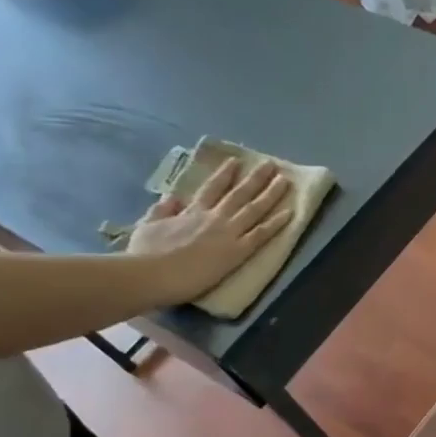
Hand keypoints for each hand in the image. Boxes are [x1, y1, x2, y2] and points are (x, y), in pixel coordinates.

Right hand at [126, 159, 294, 304]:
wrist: (150, 274)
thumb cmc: (144, 254)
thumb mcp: (148, 225)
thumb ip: (162, 210)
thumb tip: (171, 197)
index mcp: (191, 212)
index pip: (212, 188)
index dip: (225, 174)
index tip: (237, 162)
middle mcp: (213, 217)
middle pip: (239, 193)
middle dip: (256, 178)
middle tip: (272, 165)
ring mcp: (228, 232)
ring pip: (255, 208)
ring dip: (271, 193)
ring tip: (285, 181)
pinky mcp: (237, 251)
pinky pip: (262, 234)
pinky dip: (277, 223)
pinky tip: (291, 213)